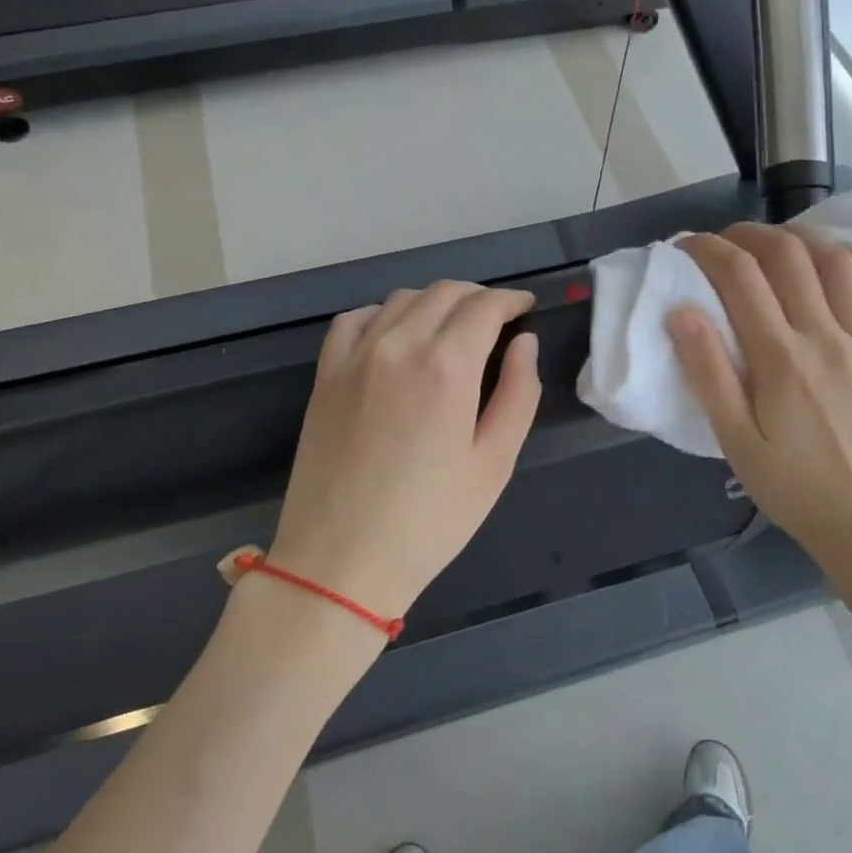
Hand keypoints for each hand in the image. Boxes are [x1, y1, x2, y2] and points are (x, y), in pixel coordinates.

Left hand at [269, 281, 541, 620]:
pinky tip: (395, 336)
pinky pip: (355, 320)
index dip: (511, 300)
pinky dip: (384, 314)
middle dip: (478, 297)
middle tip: (497, 321)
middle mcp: (399, 345)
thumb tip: (524, 343)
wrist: (341, 560)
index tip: (525, 309)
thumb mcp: (494, 464)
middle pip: (444, 292)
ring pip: (402, 299)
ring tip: (452, 329)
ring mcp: (355, 357)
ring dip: (435, 302)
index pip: (484, 306)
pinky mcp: (325, 374)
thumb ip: (518, 394)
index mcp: (447, 366)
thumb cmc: (430, 521)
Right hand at [669, 223, 851, 590]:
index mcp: (781, 358)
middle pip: (787, 255)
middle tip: (721, 243)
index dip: (708, 250)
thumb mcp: (734, 439)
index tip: (684, 246)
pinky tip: (832, 260)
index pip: (740, 277)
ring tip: (771, 245)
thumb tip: (681, 311)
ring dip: (799, 238)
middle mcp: (825, 336)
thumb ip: (708, 373)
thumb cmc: (789, 485)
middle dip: (747, 235)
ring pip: (835, 260)